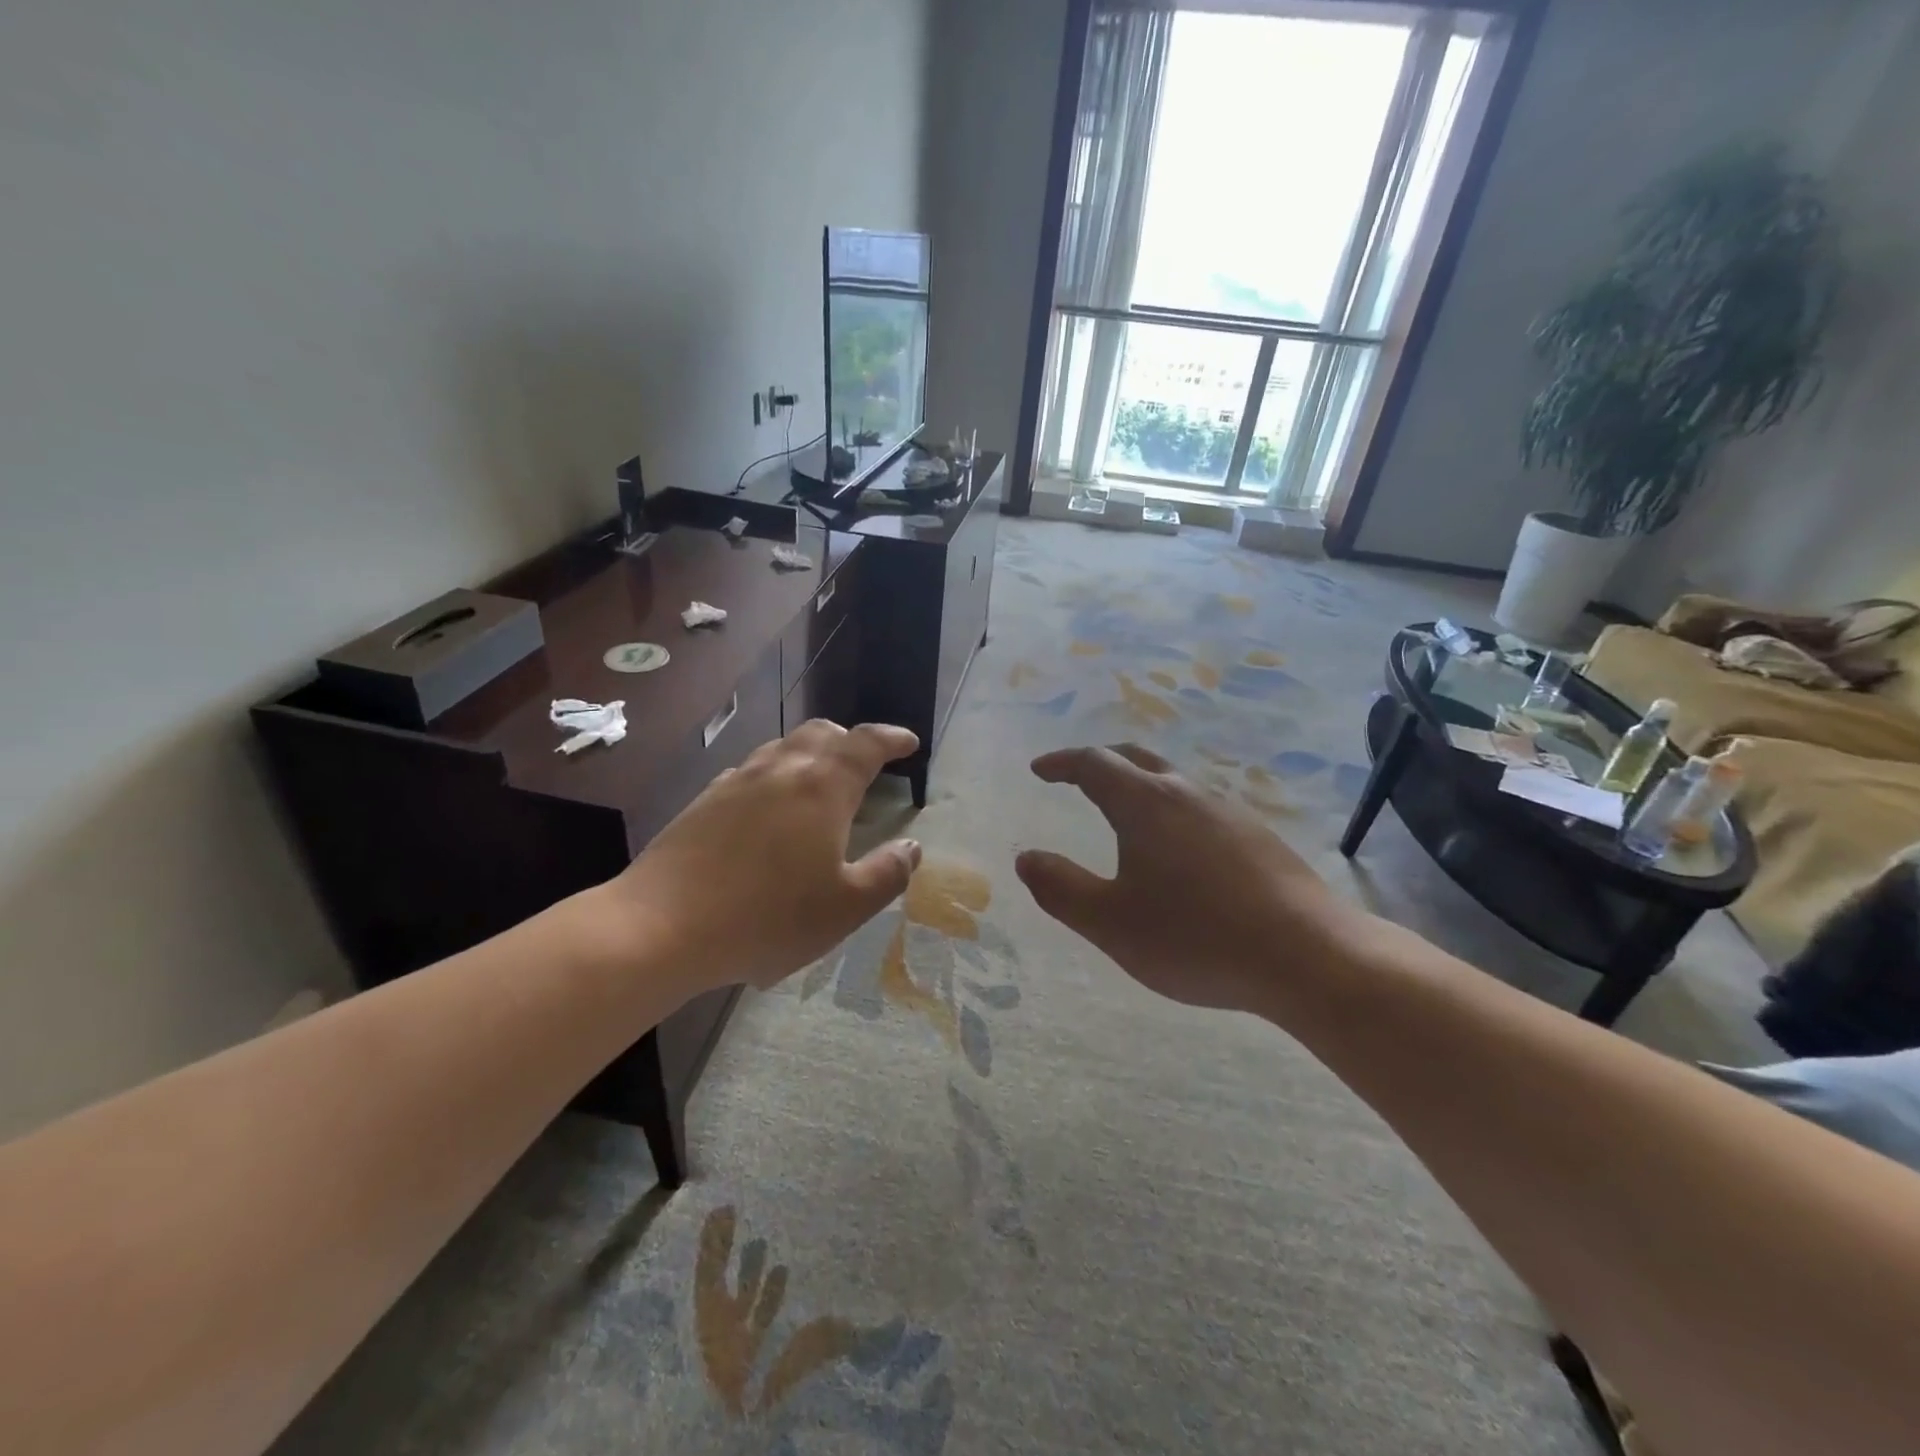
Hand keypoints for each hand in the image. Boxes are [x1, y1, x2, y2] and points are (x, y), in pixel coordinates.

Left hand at [596, 721, 922, 991]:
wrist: (661, 926)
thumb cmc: (766, 918)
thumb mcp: (845, 908)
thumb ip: (887, 874)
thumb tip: (912, 846)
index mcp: (823, 788)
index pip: (866, 743)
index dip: (892, 738)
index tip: (909, 743)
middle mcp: (781, 770)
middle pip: (821, 733)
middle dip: (850, 741)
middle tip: (865, 763)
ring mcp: (737, 782)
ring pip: (782, 748)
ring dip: (810, 755)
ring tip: (819, 785)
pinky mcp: (704, 801)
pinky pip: (750, 771)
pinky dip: (774, 776)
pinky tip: (768, 809)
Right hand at [1015, 744, 1359, 1011]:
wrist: (1307, 955)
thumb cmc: (1195, 937)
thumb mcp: (1111, 922)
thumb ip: (1060, 888)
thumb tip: (1026, 858)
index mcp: (1144, 803)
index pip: (1093, 764)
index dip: (1061, 763)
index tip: (1039, 770)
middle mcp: (1186, 793)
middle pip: (1135, 759)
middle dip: (1100, 763)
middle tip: (1076, 778)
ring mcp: (1228, 811)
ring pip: (1172, 782)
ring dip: (1139, 786)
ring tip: (1124, 814)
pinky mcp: (1258, 836)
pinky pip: (1200, 807)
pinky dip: (1171, 810)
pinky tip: (1179, 849)